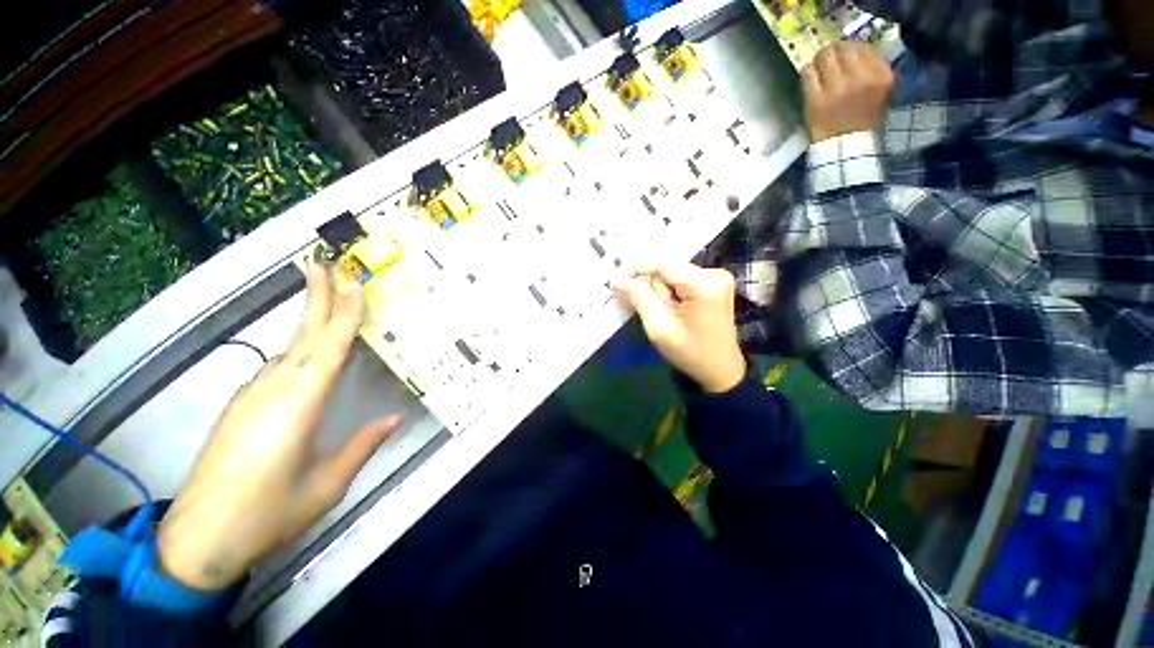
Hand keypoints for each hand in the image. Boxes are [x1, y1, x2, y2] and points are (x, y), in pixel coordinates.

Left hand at [157, 262, 400, 590]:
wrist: (198, 539)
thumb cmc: (268, 512)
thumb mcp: (327, 485)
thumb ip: (362, 445)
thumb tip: (395, 417)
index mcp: (299, 403)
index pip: (328, 346)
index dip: (342, 313)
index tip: (350, 282)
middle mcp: (273, 389)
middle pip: (301, 335)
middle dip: (317, 298)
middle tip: (327, 266)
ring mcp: (250, 396)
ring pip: (287, 348)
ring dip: (307, 321)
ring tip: (326, 301)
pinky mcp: (239, 407)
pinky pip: (275, 367)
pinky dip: (296, 348)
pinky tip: (305, 351)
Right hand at [614, 264, 745, 392]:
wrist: (720, 370)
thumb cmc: (690, 353)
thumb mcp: (659, 328)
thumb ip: (640, 298)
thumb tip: (618, 279)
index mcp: (704, 285)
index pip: (662, 265)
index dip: (636, 269)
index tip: (615, 280)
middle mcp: (715, 274)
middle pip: (669, 269)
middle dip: (652, 286)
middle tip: (644, 307)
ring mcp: (718, 278)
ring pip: (674, 274)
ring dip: (662, 291)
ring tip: (664, 313)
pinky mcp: (716, 284)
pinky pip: (683, 280)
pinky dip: (672, 292)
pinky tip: (673, 309)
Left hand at [801, 41, 894, 142]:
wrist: (846, 147)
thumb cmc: (864, 120)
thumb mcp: (881, 90)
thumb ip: (873, 67)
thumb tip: (855, 48)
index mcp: (881, 76)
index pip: (863, 47)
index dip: (850, 48)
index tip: (844, 55)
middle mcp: (860, 78)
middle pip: (842, 48)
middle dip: (833, 51)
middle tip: (827, 59)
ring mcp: (836, 88)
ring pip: (823, 57)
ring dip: (818, 60)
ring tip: (818, 67)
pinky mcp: (816, 99)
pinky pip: (808, 74)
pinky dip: (807, 72)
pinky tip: (809, 78)